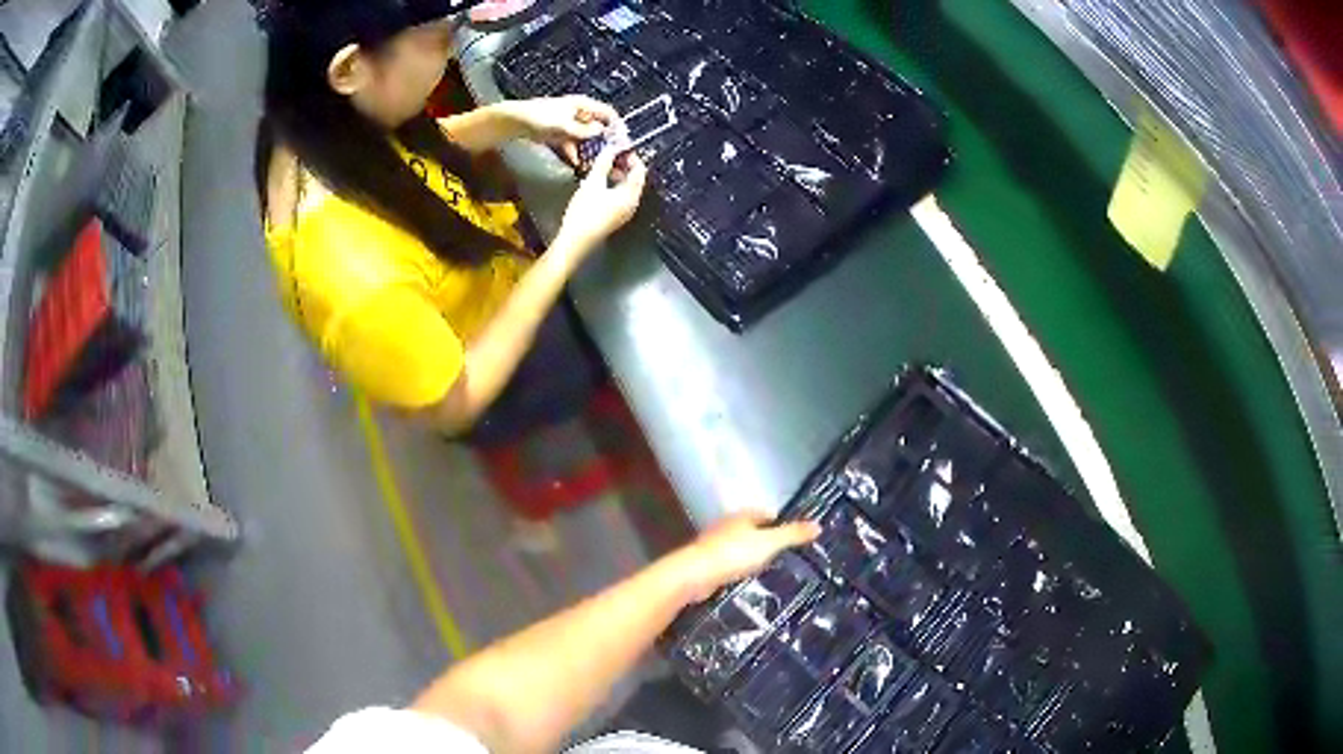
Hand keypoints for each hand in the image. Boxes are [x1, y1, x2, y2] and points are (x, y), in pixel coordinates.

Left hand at [508, 95, 618, 165]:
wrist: (515, 121)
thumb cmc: (540, 118)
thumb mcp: (565, 125)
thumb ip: (584, 130)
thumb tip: (601, 132)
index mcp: (583, 105)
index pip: (608, 113)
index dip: (616, 126)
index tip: (622, 141)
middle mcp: (579, 113)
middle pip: (597, 127)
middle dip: (603, 141)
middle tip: (608, 157)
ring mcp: (568, 124)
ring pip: (584, 138)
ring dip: (588, 150)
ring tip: (593, 164)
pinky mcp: (559, 134)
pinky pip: (572, 144)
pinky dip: (575, 153)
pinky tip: (576, 164)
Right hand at [555, 147, 647, 255]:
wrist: (575, 240)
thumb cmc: (585, 212)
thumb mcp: (593, 183)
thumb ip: (603, 164)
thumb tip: (610, 149)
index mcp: (631, 195)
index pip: (639, 171)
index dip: (632, 157)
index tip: (622, 147)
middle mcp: (632, 204)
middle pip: (634, 180)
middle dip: (624, 165)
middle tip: (612, 154)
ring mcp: (623, 212)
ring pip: (626, 188)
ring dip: (617, 175)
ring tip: (604, 167)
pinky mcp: (614, 217)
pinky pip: (619, 197)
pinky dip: (613, 186)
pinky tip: (599, 183)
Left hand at [673, 511, 821, 602]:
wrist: (694, 575)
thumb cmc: (733, 554)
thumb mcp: (769, 543)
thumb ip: (792, 535)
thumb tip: (818, 525)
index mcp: (742, 516)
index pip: (766, 514)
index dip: (781, 523)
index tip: (795, 537)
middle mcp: (727, 526)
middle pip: (752, 530)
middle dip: (767, 540)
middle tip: (786, 556)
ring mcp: (714, 545)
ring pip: (740, 547)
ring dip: (752, 556)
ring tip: (770, 570)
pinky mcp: (707, 564)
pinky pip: (729, 564)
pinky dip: (739, 569)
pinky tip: (747, 580)